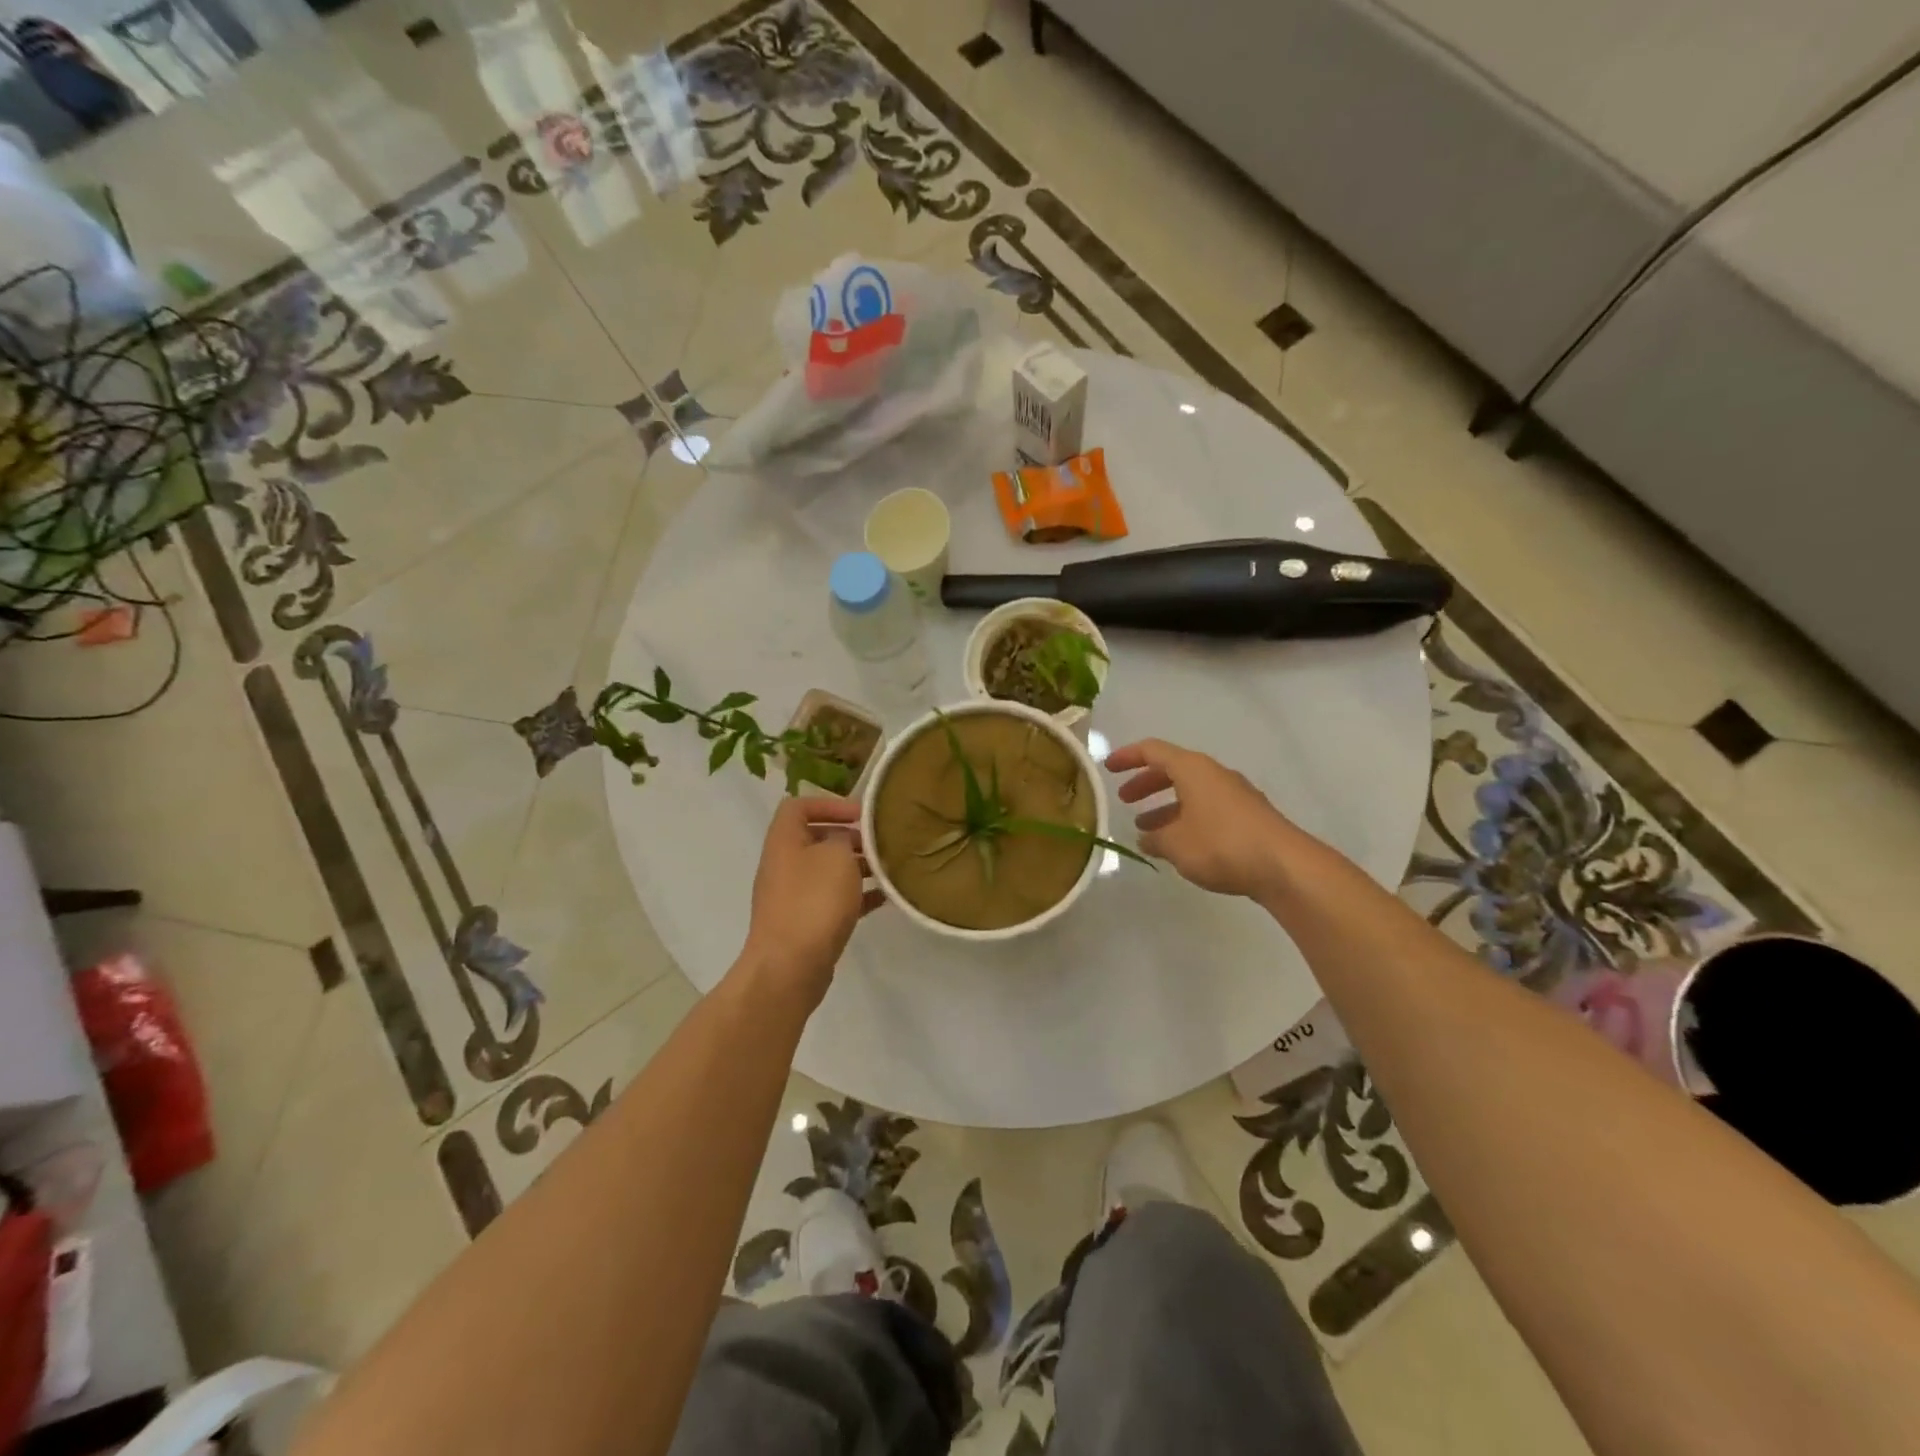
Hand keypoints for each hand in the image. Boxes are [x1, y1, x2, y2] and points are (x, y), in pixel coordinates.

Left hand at [739, 796, 881, 1010]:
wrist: (790, 967)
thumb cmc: (813, 901)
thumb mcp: (837, 856)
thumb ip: (844, 838)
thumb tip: (845, 840)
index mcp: (784, 840)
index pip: (799, 806)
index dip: (829, 804)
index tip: (860, 816)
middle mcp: (784, 864)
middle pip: (817, 839)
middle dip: (850, 838)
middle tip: (880, 843)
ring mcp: (793, 896)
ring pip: (828, 871)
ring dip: (857, 868)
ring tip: (888, 870)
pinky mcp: (805, 923)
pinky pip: (833, 900)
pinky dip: (857, 896)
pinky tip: (884, 898)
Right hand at [1105, 738, 1296, 900]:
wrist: (1284, 866)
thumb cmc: (1221, 844)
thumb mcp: (1175, 844)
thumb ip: (1155, 838)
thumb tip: (1147, 837)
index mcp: (1192, 769)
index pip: (1152, 750)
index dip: (1127, 757)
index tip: (1108, 768)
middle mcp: (1214, 774)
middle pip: (1172, 769)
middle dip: (1146, 783)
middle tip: (1125, 800)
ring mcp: (1234, 794)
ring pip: (1191, 791)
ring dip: (1165, 805)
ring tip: (1146, 830)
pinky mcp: (1248, 816)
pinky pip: (1207, 808)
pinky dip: (1186, 818)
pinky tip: (1179, 844)